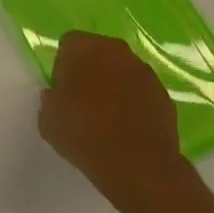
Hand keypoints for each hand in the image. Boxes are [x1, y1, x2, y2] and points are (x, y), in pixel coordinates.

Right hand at [38, 31, 195, 212]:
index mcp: (82, 47)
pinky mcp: (165, 96)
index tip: (63, 92)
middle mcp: (115, 50)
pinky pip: (142, 94)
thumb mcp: (48, 119)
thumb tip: (56, 97)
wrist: (139, 166)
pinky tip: (129, 130)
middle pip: (98, 54)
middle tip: (83, 102)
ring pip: (123, 72)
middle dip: (91, 72)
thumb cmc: (85, 134)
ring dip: (115, 87)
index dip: (63, 67)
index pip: (68, 45)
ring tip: (109, 119)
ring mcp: (144, 72)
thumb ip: (50, 100)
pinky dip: (136, 105)